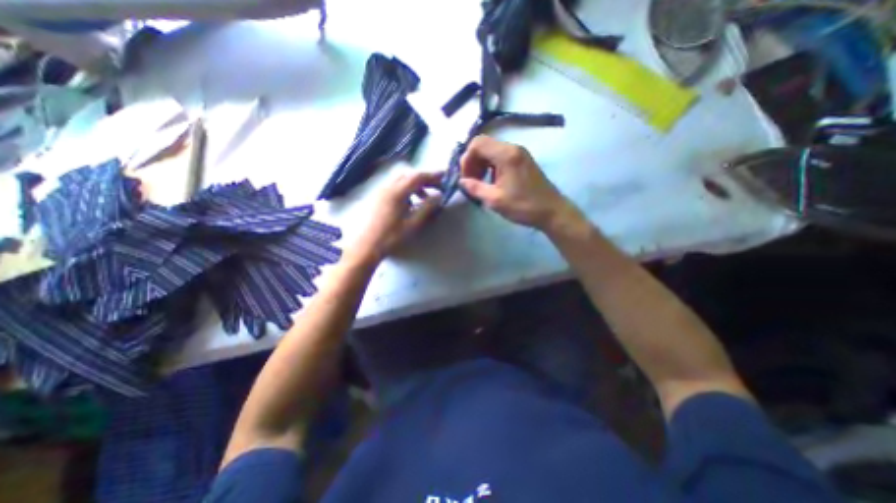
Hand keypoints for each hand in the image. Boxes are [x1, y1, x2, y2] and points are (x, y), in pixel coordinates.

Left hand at [351, 172, 445, 263]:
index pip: (417, 177)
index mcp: (397, 192)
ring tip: (424, 198)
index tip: (444, 177)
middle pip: (408, 175)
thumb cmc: (390, 237)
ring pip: (400, 181)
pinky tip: (409, 204)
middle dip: (424, 179)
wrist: (365, 246)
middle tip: (436, 187)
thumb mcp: (412, 224)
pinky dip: (405, 190)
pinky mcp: (376, 198)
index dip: (432, 176)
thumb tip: (439, 196)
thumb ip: (427, 208)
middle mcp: (387, 187)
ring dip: (414, 185)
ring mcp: (380, 192)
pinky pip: (394, 187)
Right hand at [458, 136, 576, 230]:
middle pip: (483, 144)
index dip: (466, 159)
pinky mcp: (523, 159)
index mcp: (506, 155)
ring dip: (481, 164)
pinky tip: (492, 181)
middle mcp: (513, 148)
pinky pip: (501, 156)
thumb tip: (461, 181)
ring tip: (479, 182)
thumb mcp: (495, 200)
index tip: (466, 178)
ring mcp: (519, 153)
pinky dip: (491, 165)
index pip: (477, 144)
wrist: (551, 211)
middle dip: (472, 161)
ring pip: (491, 150)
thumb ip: (475, 188)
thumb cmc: (523, 206)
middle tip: (471, 180)